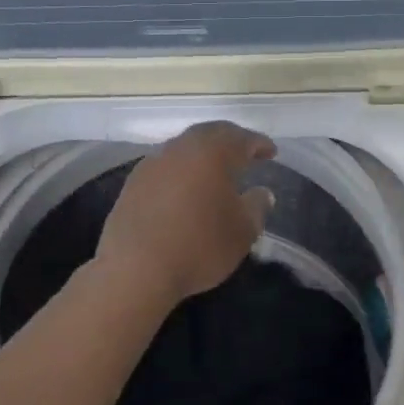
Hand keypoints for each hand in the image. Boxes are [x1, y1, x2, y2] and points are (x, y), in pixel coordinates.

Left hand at [97, 122, 276, 306]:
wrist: (135, 269)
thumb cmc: (199, 246)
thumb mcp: (242, 232)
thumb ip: (256, 207)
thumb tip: (262, 193)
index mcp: (212, 152)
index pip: (241, 139)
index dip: (259, 144)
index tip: (271, 152)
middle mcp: (180, 149)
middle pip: (209, 135)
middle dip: (229, 141)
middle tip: (244, 153)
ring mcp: (152, 164)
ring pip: (183, 149)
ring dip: (202, 155)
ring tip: (215, 171)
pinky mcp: (132, 183)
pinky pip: (164, 167)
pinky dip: (180, 172)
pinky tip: (185, 189)